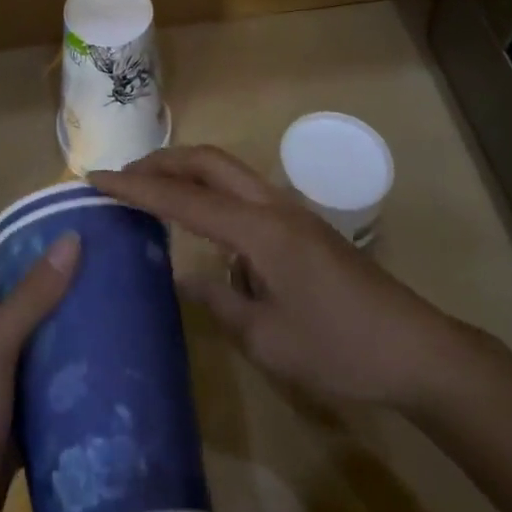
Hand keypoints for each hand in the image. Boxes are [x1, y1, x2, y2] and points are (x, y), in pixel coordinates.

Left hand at [0, 233, 78, 511]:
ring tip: (110, 319)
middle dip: (46, 290)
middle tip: (94, 274)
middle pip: (8, 307)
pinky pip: (44, 402)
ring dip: (62, 341)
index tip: (38, 234)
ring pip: (31, 355)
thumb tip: (70, 239)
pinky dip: (67, 392)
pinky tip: (104, 383)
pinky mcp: (12, 436)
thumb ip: (30, 299)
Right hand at [92, 146, 467, 410]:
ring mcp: (292, 211)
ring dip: (188, 172)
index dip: (137, 188)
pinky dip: (212, 192)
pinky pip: (245, 192)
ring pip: (229, 171)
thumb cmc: (340, 349)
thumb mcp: (268, 339)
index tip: (96, 178)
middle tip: (122, 177)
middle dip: (162, 161)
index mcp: (259, 230)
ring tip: (152, 193)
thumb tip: (185, 278)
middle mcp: (273, 205)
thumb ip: (220, 302)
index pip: (184, 199)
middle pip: (209, 161)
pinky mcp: (302, 226)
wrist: (416, 349)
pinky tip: (203, 227)